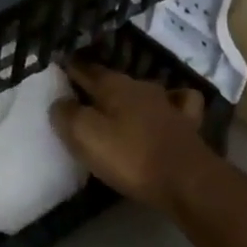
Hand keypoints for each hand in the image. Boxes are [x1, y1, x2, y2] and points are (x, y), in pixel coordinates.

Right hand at [50, 59, 216, 212]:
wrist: (185, 180)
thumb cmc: (129, 157)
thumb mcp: (85, 135)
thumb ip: (67, 115)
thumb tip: (60, 102)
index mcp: (114, 85)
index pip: (85, 69)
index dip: (71, 68)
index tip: (59, 67)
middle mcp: (141, 87)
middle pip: (113, 80)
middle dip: (97, 84)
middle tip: (80, 95)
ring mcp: (168, 104)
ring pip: (142, 92)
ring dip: (128, 96)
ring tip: (117, 108)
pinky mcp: (187, 124)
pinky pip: (175, 104)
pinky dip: (167, 104)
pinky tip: (164, 112)